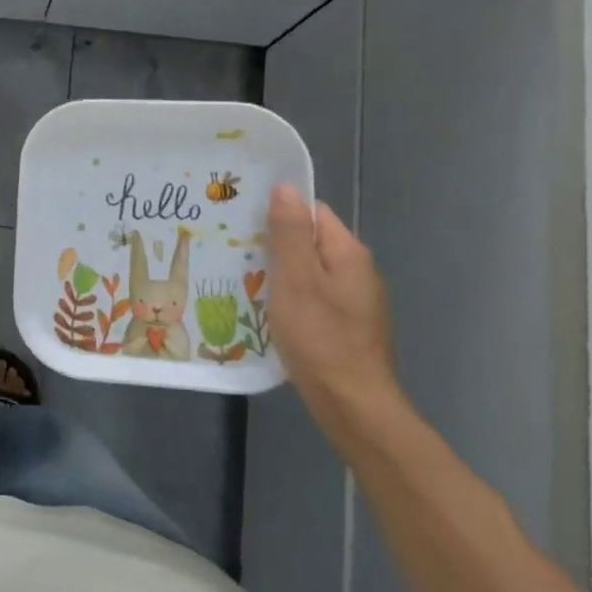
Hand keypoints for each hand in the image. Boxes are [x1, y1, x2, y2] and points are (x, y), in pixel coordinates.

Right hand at [266, 184, 403, 423]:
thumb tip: (285, 187)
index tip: (243, 225)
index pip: (313, 213)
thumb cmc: (320, 337)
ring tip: (242, 282)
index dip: (279, 214)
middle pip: (310, 242)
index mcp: (348, 253)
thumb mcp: (296, 280)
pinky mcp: (346, 326)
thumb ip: (290, 233)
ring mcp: (355, 302)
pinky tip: (266, 313)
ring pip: (308, 273)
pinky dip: (289, 299)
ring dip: (278, 275)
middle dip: (273, 246)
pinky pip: (312, 298)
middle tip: (234, 254)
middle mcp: (357, 272)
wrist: (352, 404)